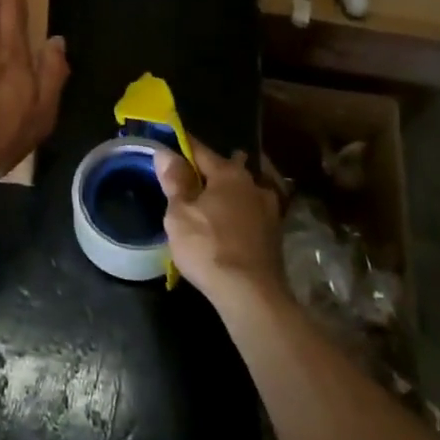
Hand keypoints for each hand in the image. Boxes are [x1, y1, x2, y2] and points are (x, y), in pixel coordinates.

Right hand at [155, 138, 286, 308]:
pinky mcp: (274, 236)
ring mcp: (269, 211)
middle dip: (211, 169)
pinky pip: (250, 213)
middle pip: (227, 168)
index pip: (201, 150)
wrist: (251, 295)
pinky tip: (228, 223)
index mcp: (229, 174)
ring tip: (210, 200)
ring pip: (242, 191)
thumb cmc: (208, 247)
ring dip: (228, 192)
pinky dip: (238, 213)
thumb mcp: (180, 214)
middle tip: (192, 175)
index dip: (182, 146)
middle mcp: (253, 185)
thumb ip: (174, 181)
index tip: (169, 143)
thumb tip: (165, 152)